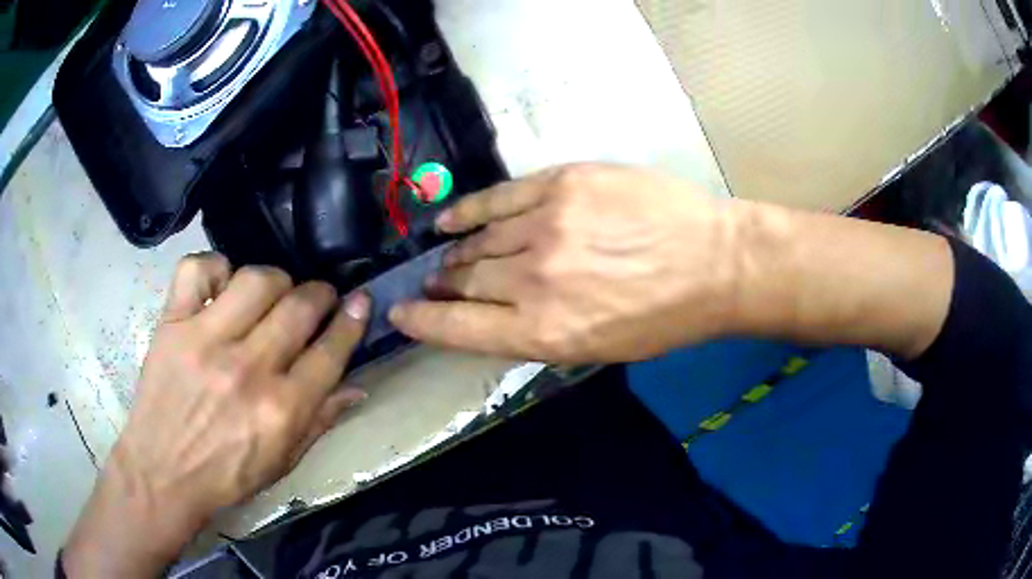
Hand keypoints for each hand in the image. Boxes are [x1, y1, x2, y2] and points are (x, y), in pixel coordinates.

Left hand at [64, 254, 369, 576]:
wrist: (162, 474)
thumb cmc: (226, 477)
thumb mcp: (283, 462)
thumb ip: (321, 421)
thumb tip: (356, 386)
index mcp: (281, 410)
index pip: (330, 351)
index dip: (352, 320)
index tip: (360, 301)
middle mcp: (247, 369)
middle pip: (299, 306)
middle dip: (319, 294)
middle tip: (317, 299)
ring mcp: (205, 340)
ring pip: (256, 279)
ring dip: (275, 280)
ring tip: (271, 294)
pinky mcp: (172, 325)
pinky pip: (198, 270)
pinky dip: (215, 268)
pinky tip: (221, 286)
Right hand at [389, 164, 742, 362]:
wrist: (714, 263)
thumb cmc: (663, 318)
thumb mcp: (598, 348)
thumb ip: (536, 333)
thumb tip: (489, 316)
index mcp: (544, 332)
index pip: (458, 328)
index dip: (423, 322)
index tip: (401, 314)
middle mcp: (534, 280)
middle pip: (465, 280)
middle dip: (443, 285)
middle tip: (436, 283)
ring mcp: (546, 225)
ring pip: (477, 240)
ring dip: (455, 252)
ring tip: (445, 254)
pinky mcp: (562, 184)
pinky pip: (497, 197)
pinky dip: (468, 210)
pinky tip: (450, 219)